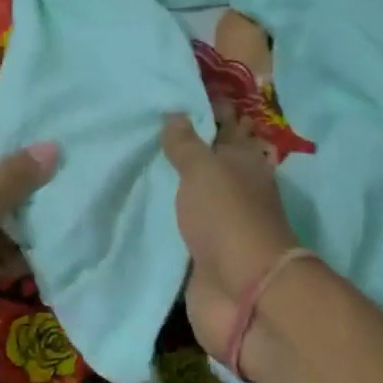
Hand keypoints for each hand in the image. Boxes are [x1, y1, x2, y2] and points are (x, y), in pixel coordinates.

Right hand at [161, 108, 301, 362]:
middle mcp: (235, 189)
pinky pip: (181, 225)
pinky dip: (166, 214)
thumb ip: (187, 144)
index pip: (228, 124)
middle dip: (190, 142)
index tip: (184, 88)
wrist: (242, 293)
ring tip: (140, 158)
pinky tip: (142, 203)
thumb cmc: (227, 218)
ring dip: (175, 180)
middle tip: (151, 120)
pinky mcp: (203, 254)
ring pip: (195, 192)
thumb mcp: (204, 170)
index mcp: (243, 162)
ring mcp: (220, 223)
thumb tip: (176, 113)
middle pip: (212, 159)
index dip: (212, 106)